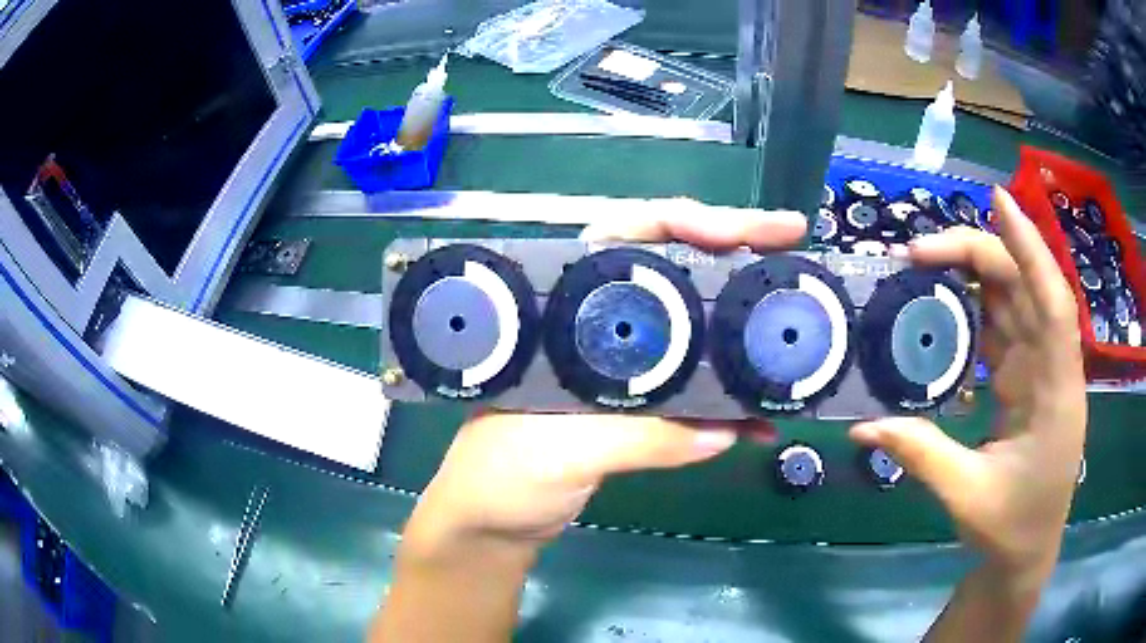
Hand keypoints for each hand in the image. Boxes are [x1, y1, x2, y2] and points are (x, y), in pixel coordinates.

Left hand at [403, 201, 805, 556]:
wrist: (491, 527)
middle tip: (793, 250)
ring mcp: (619, 369)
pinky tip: (761, 418)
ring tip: (797, 328)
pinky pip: (691, 393)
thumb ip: (638, 438)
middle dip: (734, 257)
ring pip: (691, 331)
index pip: (623, 240)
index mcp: (561, 314)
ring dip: (742, 330)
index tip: (744, 230)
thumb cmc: (498, 480)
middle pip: (671, 274)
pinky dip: (728, 402)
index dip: (685, 224)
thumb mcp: (558, 452)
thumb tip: (723, 429)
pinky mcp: (635, 411)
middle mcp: (594, 328)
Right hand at [851, 186, 1086, 580]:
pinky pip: (1003, 329)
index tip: (998, 201)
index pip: (1052, 304)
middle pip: (1025, 288)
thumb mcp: (967, 497)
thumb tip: (861, 427)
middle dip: (978, 256)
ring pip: (1013, 302)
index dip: (1029, 248)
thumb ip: (922, 455)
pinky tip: (944, 308)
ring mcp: (1039, 370)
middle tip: (919, 252)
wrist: (1028, 550)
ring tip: (923, 267)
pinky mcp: (1025, 378)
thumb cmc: (1012, 526)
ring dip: (974, 277)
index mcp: (1056, 393)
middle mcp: (1053, 367)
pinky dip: (975, 312)